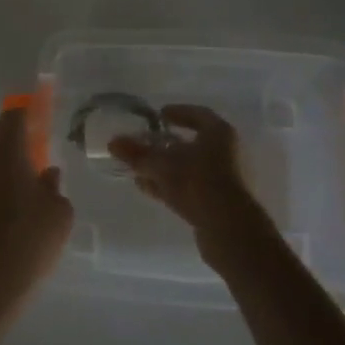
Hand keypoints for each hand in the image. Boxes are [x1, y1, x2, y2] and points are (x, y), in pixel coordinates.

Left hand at [0, 107, 73, 332]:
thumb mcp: (58, 217)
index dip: (27, 117)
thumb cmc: (24, 245)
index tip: (39, 126)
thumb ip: (54, 188)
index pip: (14, 116)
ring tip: (13, 207)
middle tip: (31, 174)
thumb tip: (47, 175)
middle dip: (12, 152)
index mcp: (5, 150)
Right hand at [108, 104, 273, 264]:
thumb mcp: (162, 165)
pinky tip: (148, 189)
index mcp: (220, 133)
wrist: (231, 231)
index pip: (198, 115)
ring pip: (190, 168)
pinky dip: (171, 186)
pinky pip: (191, 188)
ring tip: (139, 170)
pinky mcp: (220, 204)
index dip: (177, 113)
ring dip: (165, 169)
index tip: (158, 115)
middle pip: (192, 144)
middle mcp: (227, 153)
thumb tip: (113, 142)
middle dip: (166, 145)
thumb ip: (137, 153)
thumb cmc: (199, 183)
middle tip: (144, 144)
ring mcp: (225, 180)